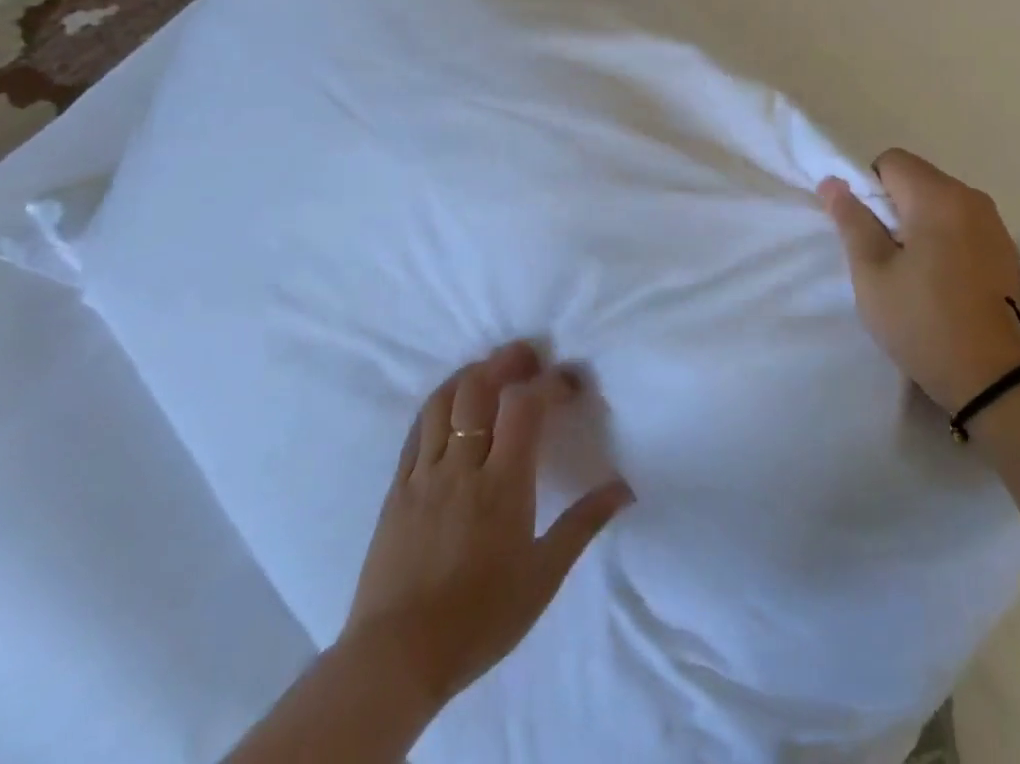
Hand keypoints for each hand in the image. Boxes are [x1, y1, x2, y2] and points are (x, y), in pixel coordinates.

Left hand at [342, 341, 632, 708]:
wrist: (394, 662)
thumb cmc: (479, 618)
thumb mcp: (543, 576)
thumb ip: (584, 524)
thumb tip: (625, 488)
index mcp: (502, 483)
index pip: (527, 406)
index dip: (550, 382)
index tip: (571, 381)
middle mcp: (462, 466)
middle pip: (478, 388)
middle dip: (506, 362)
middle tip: (528, 356)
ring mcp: (424, 476)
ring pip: (442, 402)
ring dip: (469, 375)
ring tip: (490, 371)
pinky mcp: (396, 491)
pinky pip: (415, 432)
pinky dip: (437, 406)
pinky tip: (450, 407)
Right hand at [820, 150, 1019, 412]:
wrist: (995, 379)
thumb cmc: (923, 322)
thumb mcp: (872, 274)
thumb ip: (852, 221)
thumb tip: (833, 182)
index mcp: (938, 197)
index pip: (892, 161)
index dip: (868, 187)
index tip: (866, 230)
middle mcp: (972, 198)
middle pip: (919, 178)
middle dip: (894, 206)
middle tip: (884, 255)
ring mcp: (995, 224)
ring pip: (942, 201)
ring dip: (920, 222)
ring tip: (913, 272)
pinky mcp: (1007, 250)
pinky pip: (964, 224)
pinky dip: (946, 238)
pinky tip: (942, 281)